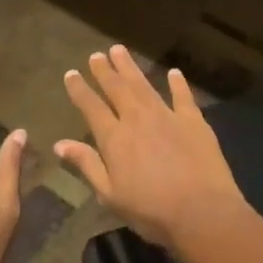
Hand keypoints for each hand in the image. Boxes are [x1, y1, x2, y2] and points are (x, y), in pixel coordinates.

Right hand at [55, 45, 247, 249]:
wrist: (202, 212)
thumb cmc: (151, 211)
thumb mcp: (110, 195)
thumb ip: (87, 165)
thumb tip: (59, 143)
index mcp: (114, 138)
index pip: (92, 107)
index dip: (80, 90)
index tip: (71, 73)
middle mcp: (137, 119)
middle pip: (117, 88)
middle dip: (104, 71)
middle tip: (96, 55)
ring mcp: (167, 115)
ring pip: (144, 85)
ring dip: (130, 67)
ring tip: (120, 50)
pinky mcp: (193, 120)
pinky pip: (183, 96)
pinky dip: (178, 83)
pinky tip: (174, 72)